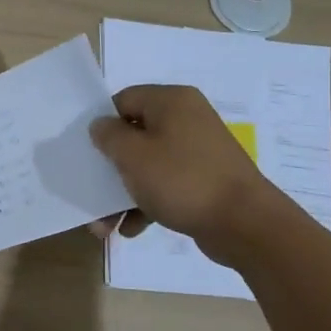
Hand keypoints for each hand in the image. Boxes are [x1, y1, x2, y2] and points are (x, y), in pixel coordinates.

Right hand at [89, 84, 277, 263]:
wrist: (245, 224)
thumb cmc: (182, 180)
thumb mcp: (133, 155)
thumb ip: (109, 135)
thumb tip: (101, 126)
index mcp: (171, 102)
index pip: (123, 100)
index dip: (102, 124)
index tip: (86, 151)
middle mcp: (186, 119)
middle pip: (133, 136)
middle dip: (108, 169)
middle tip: (90, 193)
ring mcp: (197, 151)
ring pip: (147, 166)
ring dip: (122, 194)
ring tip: (105, 226)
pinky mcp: (203, 180)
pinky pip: (165, 185)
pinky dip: (146, 204)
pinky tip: (131, 229)